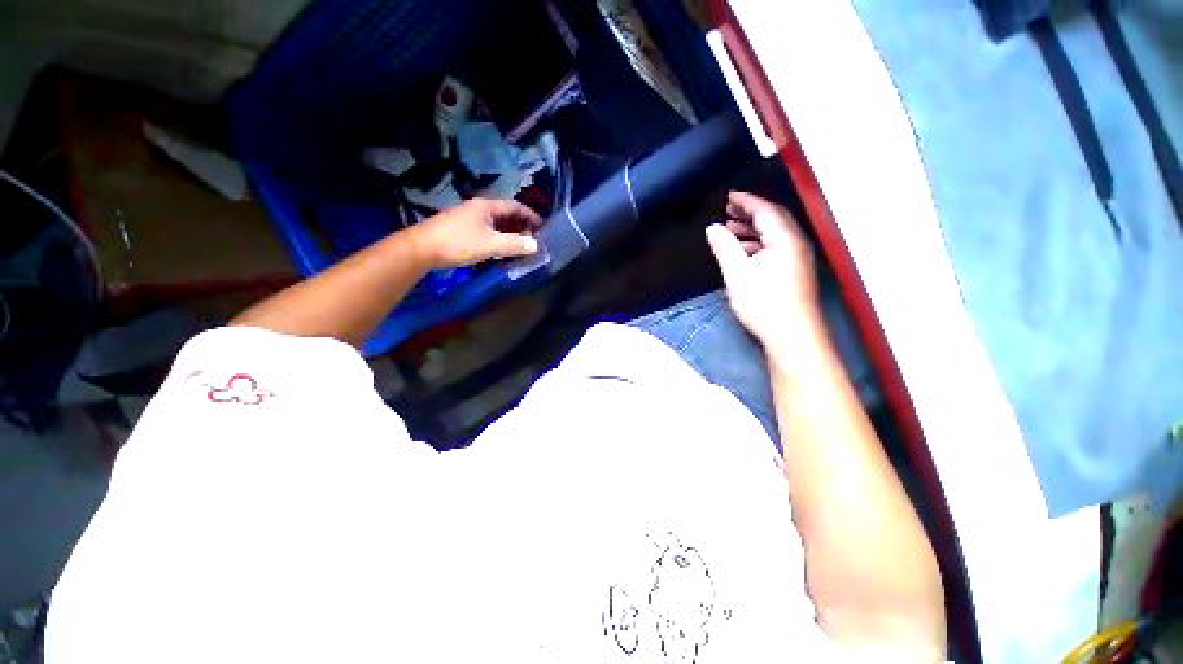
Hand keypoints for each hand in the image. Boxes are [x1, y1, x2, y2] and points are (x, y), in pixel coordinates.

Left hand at [409, 198, 542, 268]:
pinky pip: (488, 232)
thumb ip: (514, 245)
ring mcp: (469, 220)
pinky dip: (499, 239)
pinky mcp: (462, 231)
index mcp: (486, 206)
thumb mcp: (490, 244)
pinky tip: (502, 251)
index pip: (514, 206)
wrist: (422, 249)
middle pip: (506, 215)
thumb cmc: (458, 243)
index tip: (542, 227)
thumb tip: (536, 246)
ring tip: (521, 247)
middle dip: (521, 226)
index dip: (530, 215)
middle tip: (533, 240)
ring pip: (496, 224)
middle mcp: (478, 209)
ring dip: (510, 234)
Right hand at [706, 191, 819, 346]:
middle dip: (750, 212)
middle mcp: (795, 243)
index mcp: (784, 239)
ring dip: (753, 228)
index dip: (746, 201)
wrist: (793, 335)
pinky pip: (776, 246)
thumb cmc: (764, 304)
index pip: (765, 210)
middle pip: (773, 219)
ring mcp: (798, 257)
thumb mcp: (738, 275)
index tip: (728, 196)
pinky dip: (758, 243)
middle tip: (728, 209)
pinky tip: (744, 252)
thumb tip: (713, 228)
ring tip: (731, 230)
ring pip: (774, 233)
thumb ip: (725, 248)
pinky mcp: (795, 270)